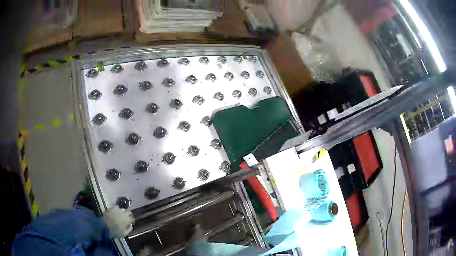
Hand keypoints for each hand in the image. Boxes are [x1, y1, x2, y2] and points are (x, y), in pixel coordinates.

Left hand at [102, 205, 133, 237]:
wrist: (104, 227)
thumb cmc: (115, 232)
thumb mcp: (124, 234)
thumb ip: (129, 229)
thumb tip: (131, 225)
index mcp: (127, 220)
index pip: (132, 218)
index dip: (132, 220)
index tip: (131, 222)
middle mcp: (123, 213)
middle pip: (128, 211)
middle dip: (129, 214)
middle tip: (127, 218)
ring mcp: (117, 210)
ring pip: (122, 209)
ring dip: (123, 211)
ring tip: (121, 215)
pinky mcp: (111, 208)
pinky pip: (116, 207)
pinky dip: (117, 209)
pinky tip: (115, 212)